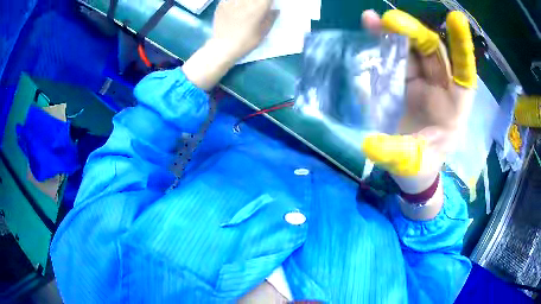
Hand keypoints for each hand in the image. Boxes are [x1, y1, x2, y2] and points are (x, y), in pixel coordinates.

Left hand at [182, 0, 277, 89]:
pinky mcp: (222, 4)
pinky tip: (235, 6)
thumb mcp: (263, 32)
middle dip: (257, 1)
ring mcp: (232, 1)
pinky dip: (233, 1)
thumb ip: (271, 18)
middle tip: (257, 7)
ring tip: (244, 7)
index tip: (269, 6)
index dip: (269, 2)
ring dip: (244, 2)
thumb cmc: (246, 41)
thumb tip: (276, 10)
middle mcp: (246, 1)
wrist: (224, 46)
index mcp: (259, 7)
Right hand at [360, 10, 476, 218]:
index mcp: (455, 108)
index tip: (456, 20)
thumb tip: (369, 145)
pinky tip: (369, 28)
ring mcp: (423, 81)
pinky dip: (383, 41)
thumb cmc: (419, 167)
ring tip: (371, 20)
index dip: (461, 48)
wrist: (410, 166)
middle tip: (391, 21)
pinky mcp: (406, 80)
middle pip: (433, 53)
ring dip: (394, 33)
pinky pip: (396, 56)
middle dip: (414, 34)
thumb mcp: (411, 164)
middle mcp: (441, 88)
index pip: (463, 74)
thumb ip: (396, 154)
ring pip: (412, 49)